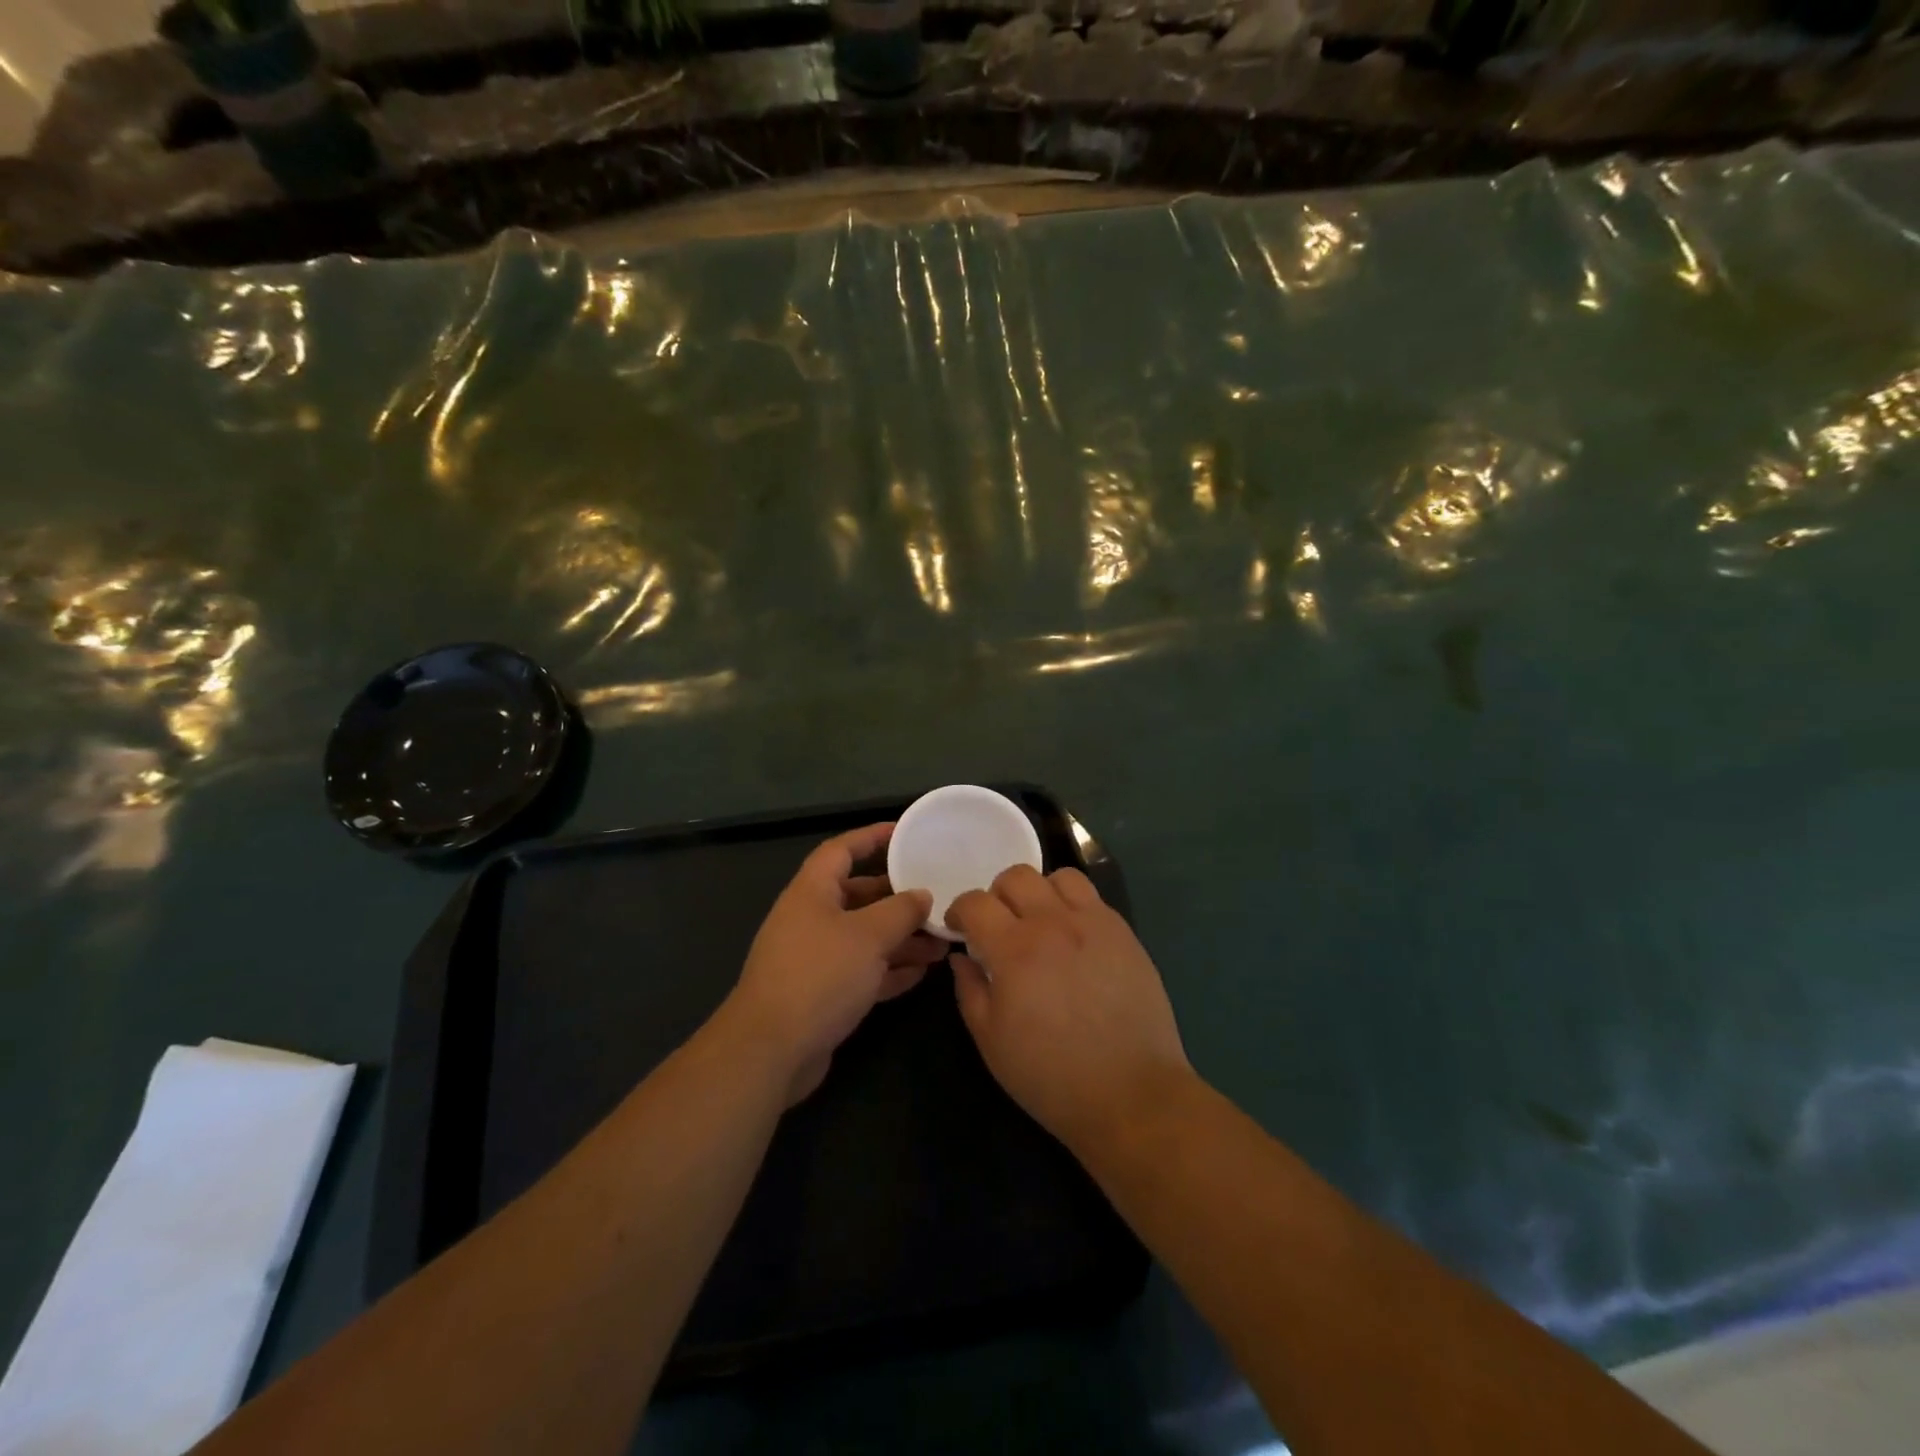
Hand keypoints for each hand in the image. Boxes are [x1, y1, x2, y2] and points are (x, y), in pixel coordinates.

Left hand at [725, 822, 945, 1104]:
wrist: (771, 1050)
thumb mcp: (868, 936)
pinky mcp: (822, 994)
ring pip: (865, 937)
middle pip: (858, 896)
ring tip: (942, 942)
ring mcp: (815, 958)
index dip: (872, 837)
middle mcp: (811, 919)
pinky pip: (862, 971)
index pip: (842, 850)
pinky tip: (922, 973)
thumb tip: (922, 895)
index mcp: (812, 892)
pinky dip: (889, 970)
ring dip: (901, 938)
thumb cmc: (819, 976)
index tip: (905, 833)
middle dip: (898, 898)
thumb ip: (901, 911)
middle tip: (937, 898)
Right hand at [948, 865, 1191, 1152]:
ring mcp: (1094, 923)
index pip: (976, 902)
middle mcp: (1053, 923)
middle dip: (996, 895)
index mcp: (1014, 949)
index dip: (959, 910)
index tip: (960, 929)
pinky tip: (1073, 938)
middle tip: (998, 926)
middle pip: (1016, 876)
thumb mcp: (991, 1040)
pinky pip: (1092, 897)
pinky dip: (1073, 905)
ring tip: (1039, 923)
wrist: (1130, 1093)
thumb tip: (962, 956)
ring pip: (1059, 877)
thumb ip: (969, 989)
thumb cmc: (1050, 1075)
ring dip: (1039, 892)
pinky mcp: (1124, 933)